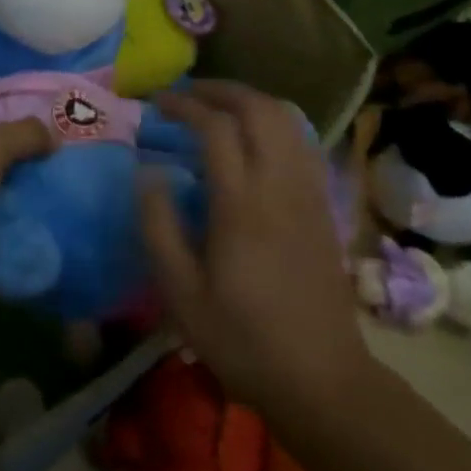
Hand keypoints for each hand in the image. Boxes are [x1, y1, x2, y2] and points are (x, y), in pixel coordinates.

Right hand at [138, 82, 370, 418]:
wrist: (322, 380)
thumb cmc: (243, 340)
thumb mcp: (182, 294)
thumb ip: (158, 227)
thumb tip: (147, 173)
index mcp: (242, 204)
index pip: (215, 127)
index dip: (184, 105)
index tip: (157, 103)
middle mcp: (280, 185)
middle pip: (258, 108)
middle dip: (220, 90)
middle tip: (187, 94)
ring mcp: (308, 192)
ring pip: (287, 118)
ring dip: (250, 101)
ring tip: (218, 107)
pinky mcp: (324, 205)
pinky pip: (302, 141)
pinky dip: (276, 122)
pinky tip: (256, 138)